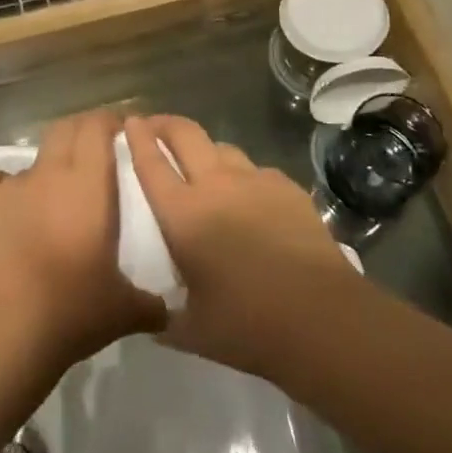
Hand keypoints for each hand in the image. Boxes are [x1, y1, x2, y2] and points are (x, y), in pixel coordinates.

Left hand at [0, 109, 164, 373]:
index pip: (98, 127)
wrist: (3, 330)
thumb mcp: (123, 310)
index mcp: (88, 185)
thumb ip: (150, 304)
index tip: (121, 130)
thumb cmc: (71, 311)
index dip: (109, 121)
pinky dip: (0, 185)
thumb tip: (168, 310)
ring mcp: (10, 185)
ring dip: (45, 169)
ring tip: (49, 197)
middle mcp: (49, 173)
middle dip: (80, 132)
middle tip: (92, 151)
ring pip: (31, 159)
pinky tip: (6, 207)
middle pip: (65, 129)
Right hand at [123, 114, 360, 380]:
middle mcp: (216, 185)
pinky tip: (249, 196)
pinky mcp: (287, 188)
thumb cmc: (248, 325)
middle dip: (165, 123)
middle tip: (155, 124)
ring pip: (222, 147)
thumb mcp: (192, 331)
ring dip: (205, 148)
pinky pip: (256, 171)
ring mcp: (255, 181)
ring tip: (202, 162)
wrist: (321, 317)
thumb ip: (166, 318)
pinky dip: (243, 175)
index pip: (151, 164)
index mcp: (183, 214)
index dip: (137, 138)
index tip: (130, 122)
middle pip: (185, 134)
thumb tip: (153, 319)